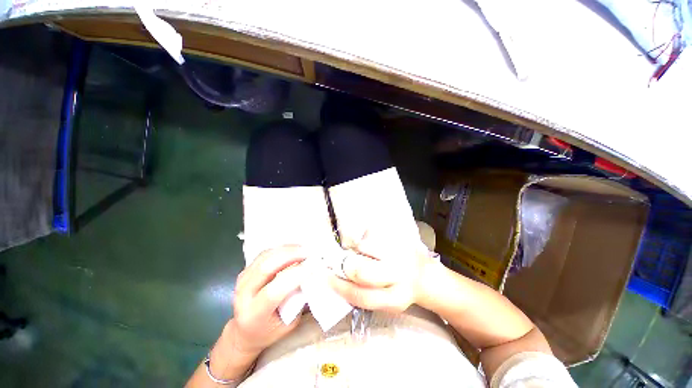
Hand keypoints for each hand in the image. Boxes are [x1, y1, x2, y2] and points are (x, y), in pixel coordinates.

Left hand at [230, 245, 307, 355]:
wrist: (244, 332)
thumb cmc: (269, 331)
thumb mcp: (288, 323)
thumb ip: (297, 300)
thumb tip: (310, 276)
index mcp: (254, 314)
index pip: (274, 291)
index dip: (295, 275)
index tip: (314, 265)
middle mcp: (243, 295)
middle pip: (266, 267)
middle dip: (291, 255)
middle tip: (310, 252)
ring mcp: (242, 280)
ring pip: (266, 256)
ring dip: (287, 249)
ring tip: (304, 249)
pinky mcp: (245, 271)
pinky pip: (264, 254)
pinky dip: (281, 249)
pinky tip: (293, 249)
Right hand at [328, 232, 434, 312]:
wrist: (425, 276)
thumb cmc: (401, 291)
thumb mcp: (387, 303)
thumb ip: (365, 294)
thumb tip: (340, 279)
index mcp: (394, 298)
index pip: (362, 295)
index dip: (340, 287)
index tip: (328, 278)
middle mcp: (399, 276)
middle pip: (363, 270)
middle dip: (347, 265)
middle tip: (343, 262)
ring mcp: (400, 254)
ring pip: (366, 246)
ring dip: (357, 249)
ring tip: (361, 252)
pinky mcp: (400, 239)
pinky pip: (374, 233)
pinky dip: (366, 237)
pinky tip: (371, 244)